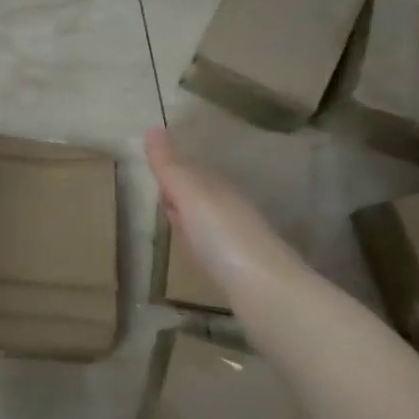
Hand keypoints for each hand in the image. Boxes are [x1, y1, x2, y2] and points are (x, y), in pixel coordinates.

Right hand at [146, 126, 311, 309]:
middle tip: (160, 196)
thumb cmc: (222, 236)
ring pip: (209, 221)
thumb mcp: (190, 196)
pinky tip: (199, 255)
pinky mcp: (242, 269)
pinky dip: (203, 245)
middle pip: (201, 195)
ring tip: (174, 224)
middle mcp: (232, 209)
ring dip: (192, 220)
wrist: (266, 290)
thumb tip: (153, 128)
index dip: (172, 172)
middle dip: (182, 193)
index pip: (192, 172)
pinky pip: (215, 247)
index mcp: (219, 188)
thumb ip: (170, 167)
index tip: (153, 172)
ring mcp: (240, 240)